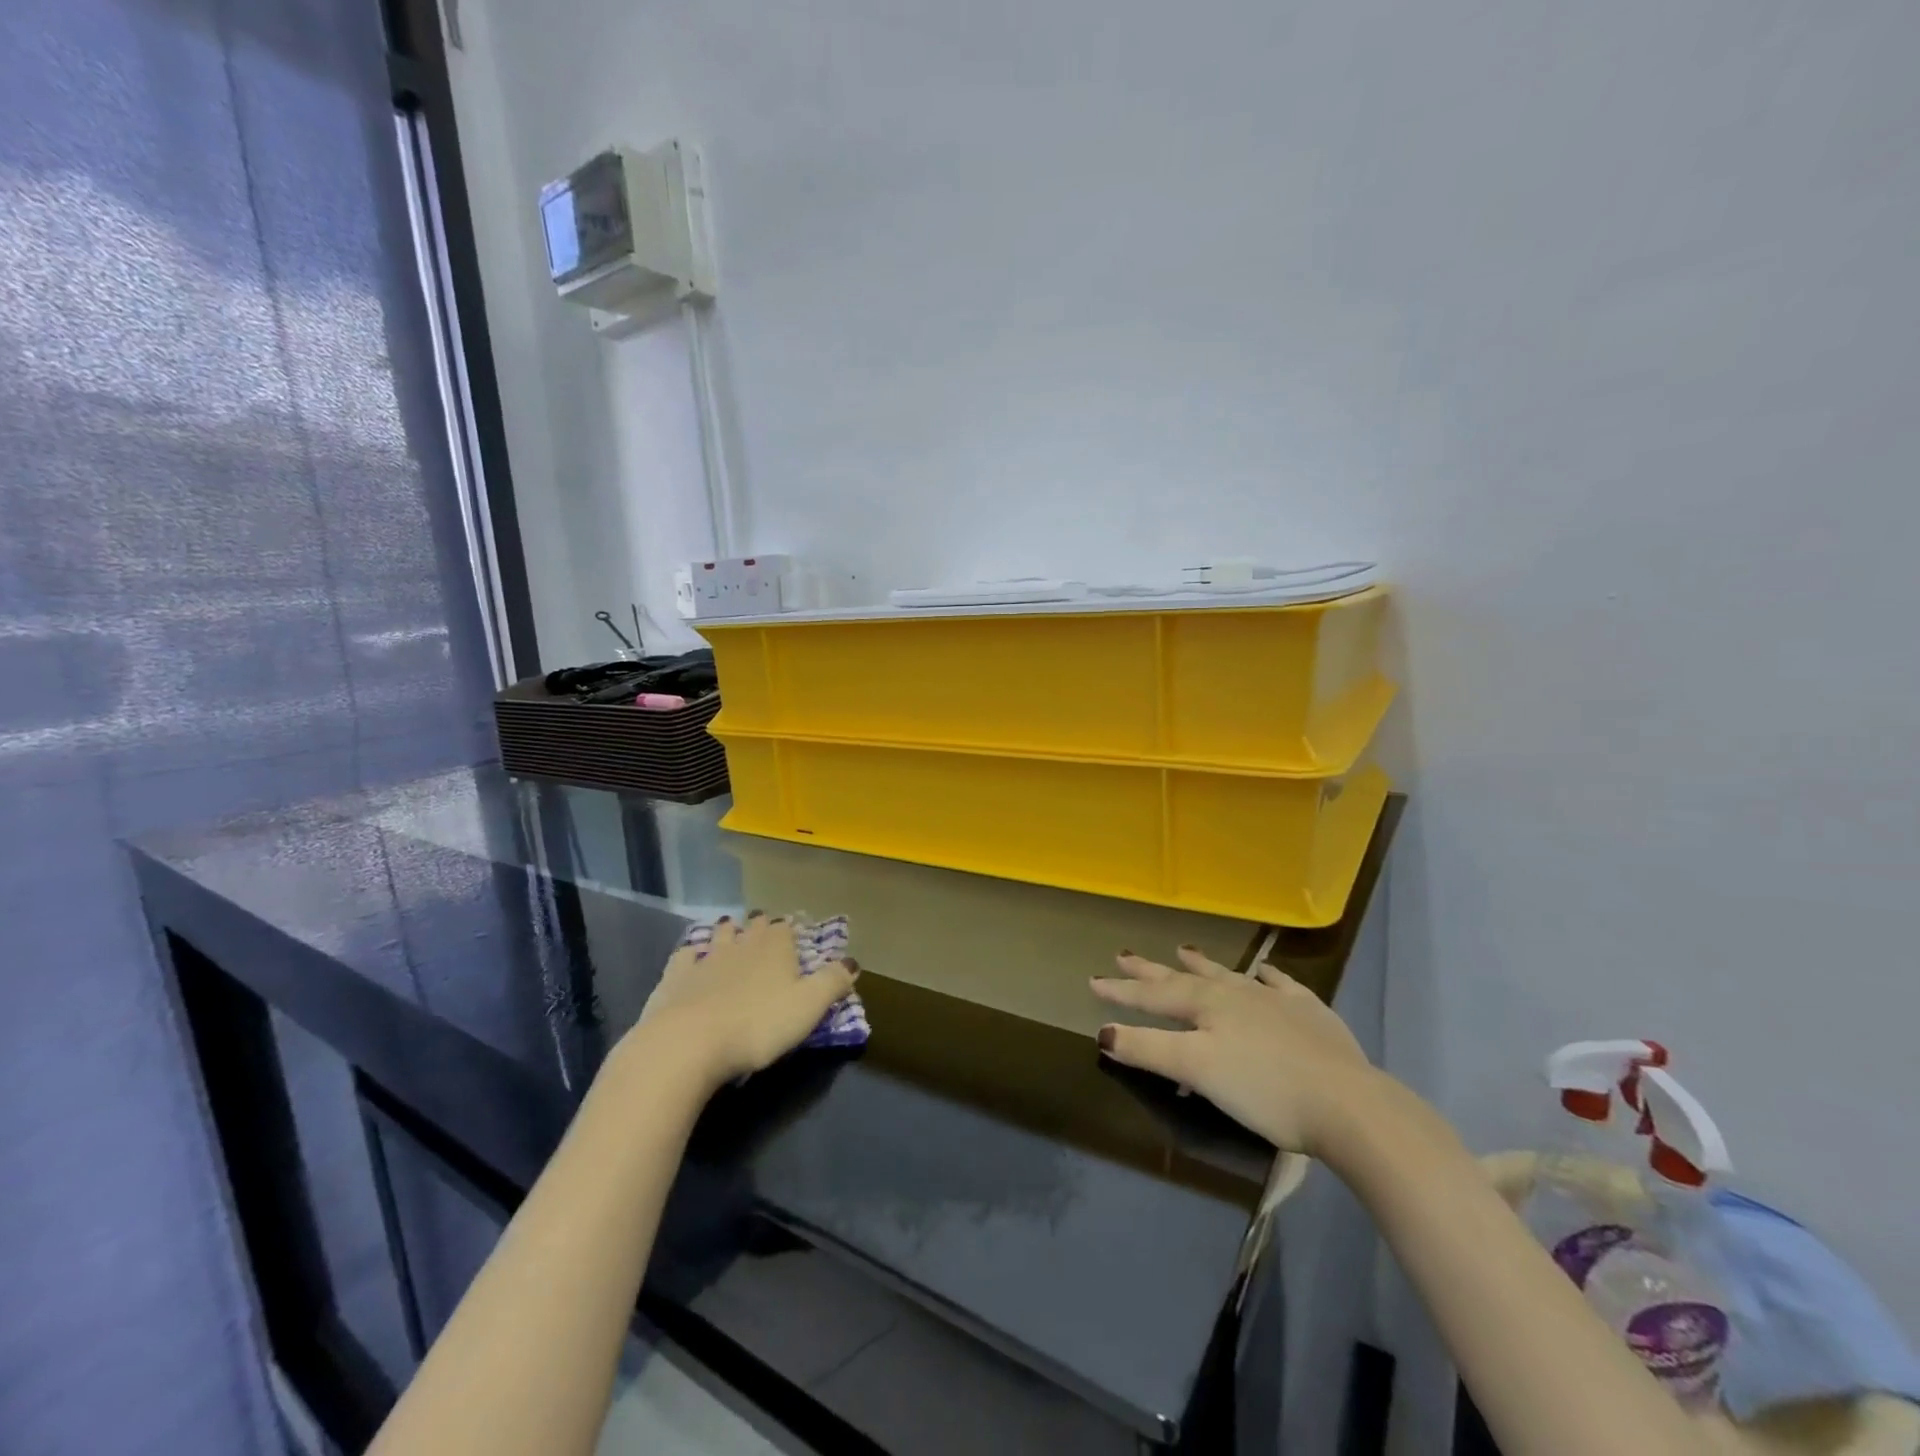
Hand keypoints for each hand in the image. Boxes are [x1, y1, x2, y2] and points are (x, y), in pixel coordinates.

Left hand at [629, 914, 856, 1090]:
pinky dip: (691, 954)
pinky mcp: (675, 977)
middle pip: (753, 926)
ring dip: (727, 934)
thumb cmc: (758, 1025)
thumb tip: (852, 961)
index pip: (785, 928)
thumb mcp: (809, 1007)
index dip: (790, 931)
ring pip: (720, 936)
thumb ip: (833, 982)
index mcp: (776, 947)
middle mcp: (742, 943)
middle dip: (760, 926)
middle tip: (764, 932)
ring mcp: (705, 957)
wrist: (688, 1042)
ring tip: (731, 935)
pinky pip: (685, 956)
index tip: (793, 937)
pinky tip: (691, 958)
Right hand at [1091, 946, 1377, 1156]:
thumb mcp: (1196, 1070)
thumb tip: (1104, 1032)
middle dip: (1152, 971)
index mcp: (1207, 1006)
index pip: (1154, 996)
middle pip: (1186, 978)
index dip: (1121, 991)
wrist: (1348, 1104)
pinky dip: (1267, 976)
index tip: (1093, 981)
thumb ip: (1149, 1049)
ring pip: (1230, 975)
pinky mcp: (1311, 1014)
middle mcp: (1237, 993)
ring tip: (1184, 949)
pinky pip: (1282, 985)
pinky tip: (1264, 972)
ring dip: (1203, 964)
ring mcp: (1276, 1000)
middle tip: (1125, 954)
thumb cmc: (1264, 1089)